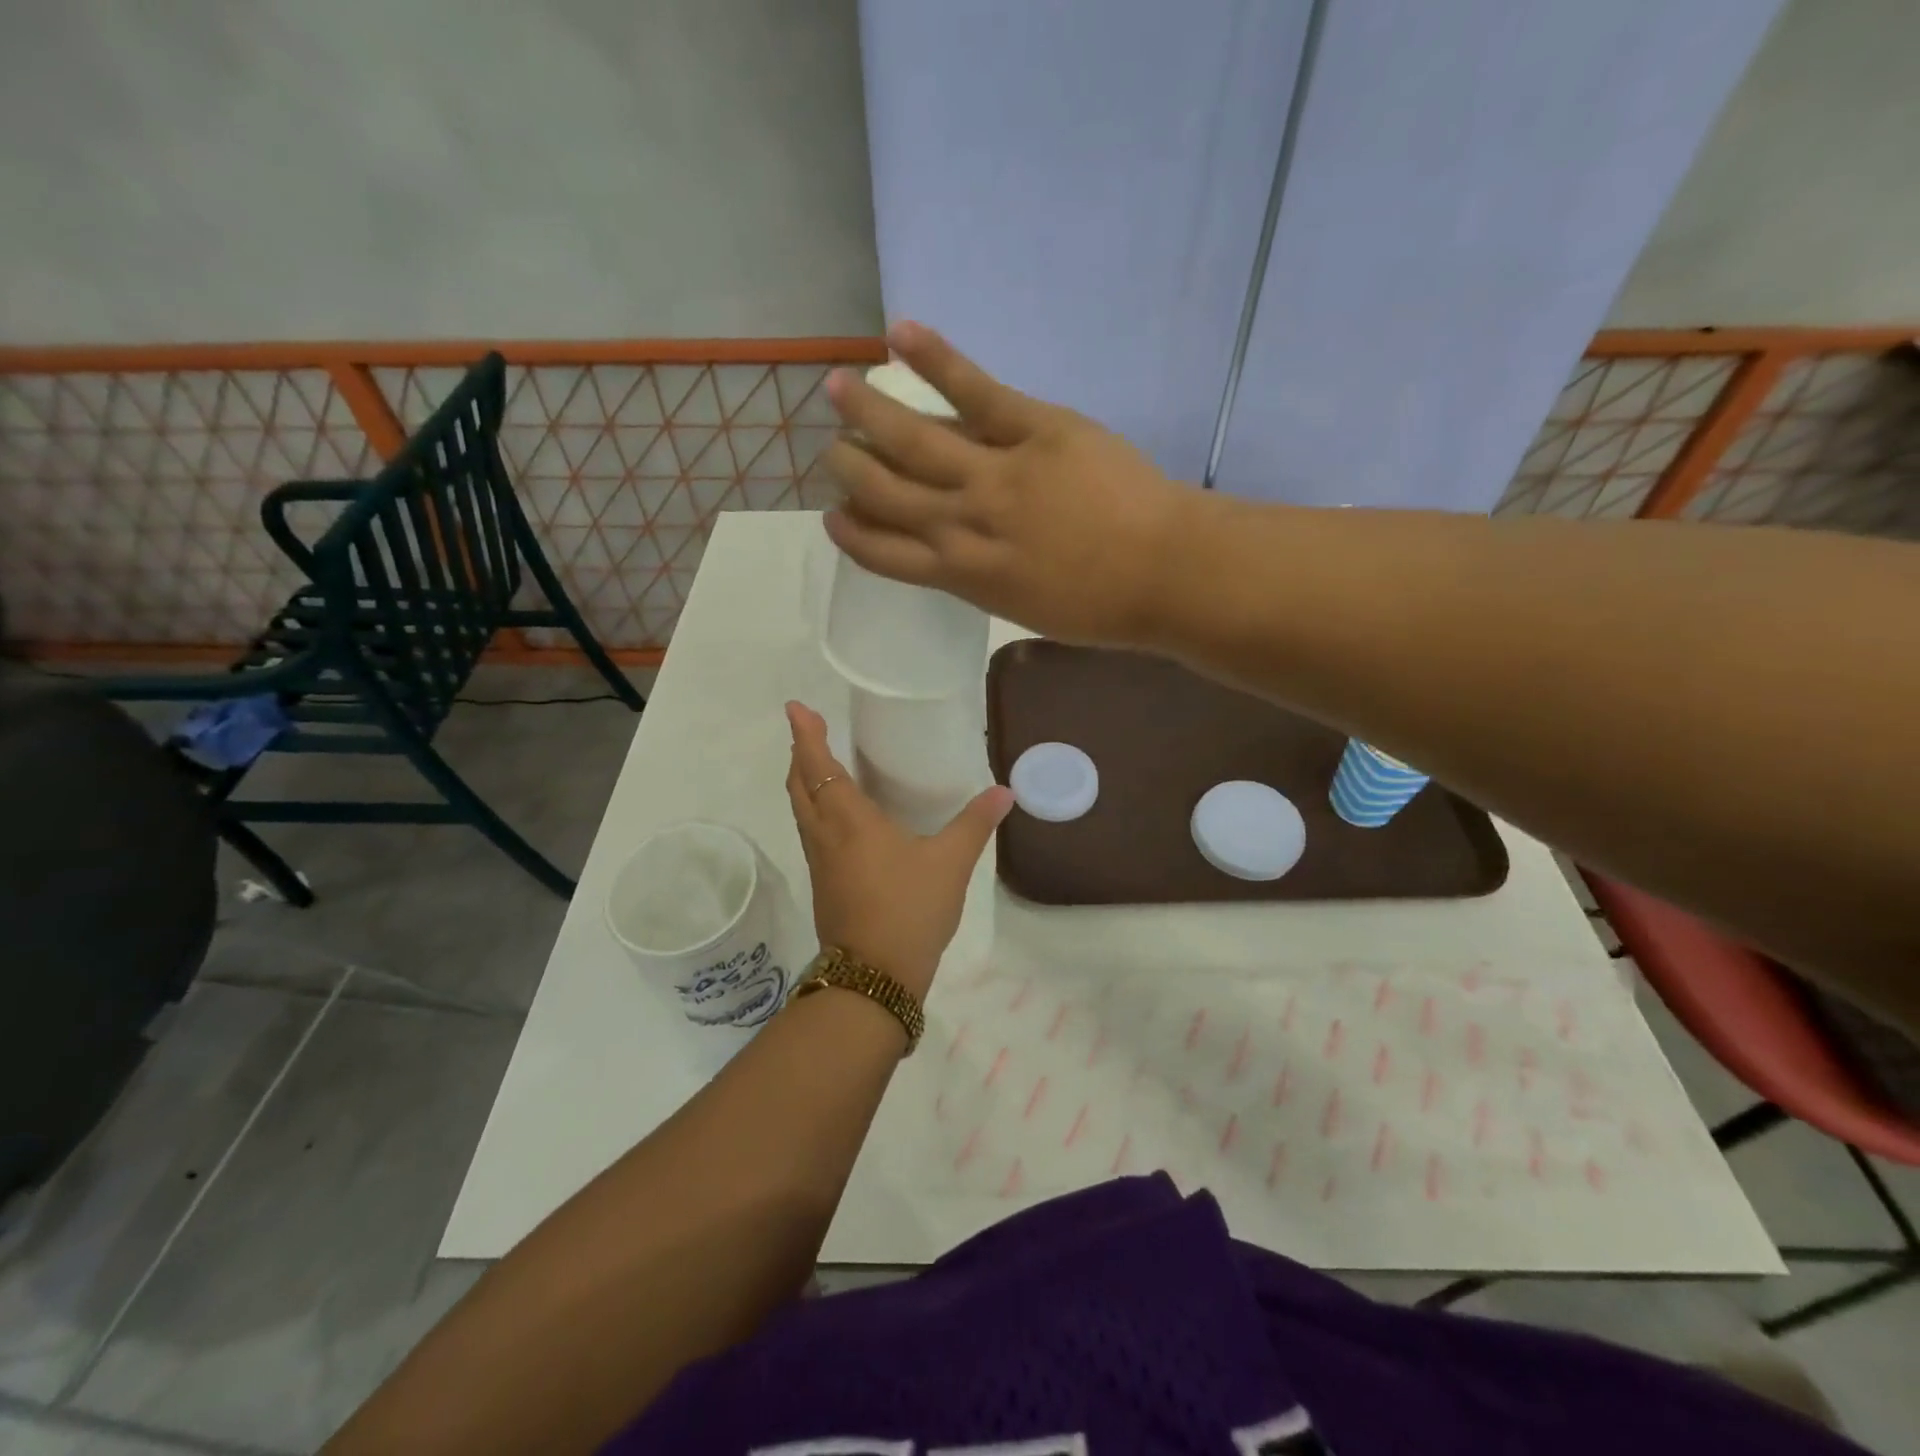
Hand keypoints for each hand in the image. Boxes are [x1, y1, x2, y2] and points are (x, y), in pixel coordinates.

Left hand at [784, 701, 1011, 1000]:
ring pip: (801, 809)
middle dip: (800, 753)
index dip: (806, 736)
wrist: (875, 976)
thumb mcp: (951, 863)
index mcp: (849, 820)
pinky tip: (837, 814)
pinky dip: (814, 806)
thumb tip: (1004, 792)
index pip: (819, 767)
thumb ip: (975, 824)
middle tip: (809, 728)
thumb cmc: (909, 909)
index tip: (796, 708)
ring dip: (803, 780)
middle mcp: (825, 835)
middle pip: (799, 785)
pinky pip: (810, 830)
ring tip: (818, 762)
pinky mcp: (824, 883)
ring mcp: (820, 861)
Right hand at [822, 320, 1201, 646]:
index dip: (852, 534)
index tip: (834, 516)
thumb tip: (956, 547)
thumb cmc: (1100, 608)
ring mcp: (995, 474)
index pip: (885, 554)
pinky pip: (974, 390)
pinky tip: (896, 334)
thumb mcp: (1025, 610)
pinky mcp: (1033, 429)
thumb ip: (983, 577)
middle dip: (849, 469)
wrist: (1165, 573)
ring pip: (913, 440)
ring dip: (868, 412)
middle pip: (885, 493)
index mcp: (963, 575)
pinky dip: (934, 359)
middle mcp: (963, 524)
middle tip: (832, 450)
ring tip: (837, 388)